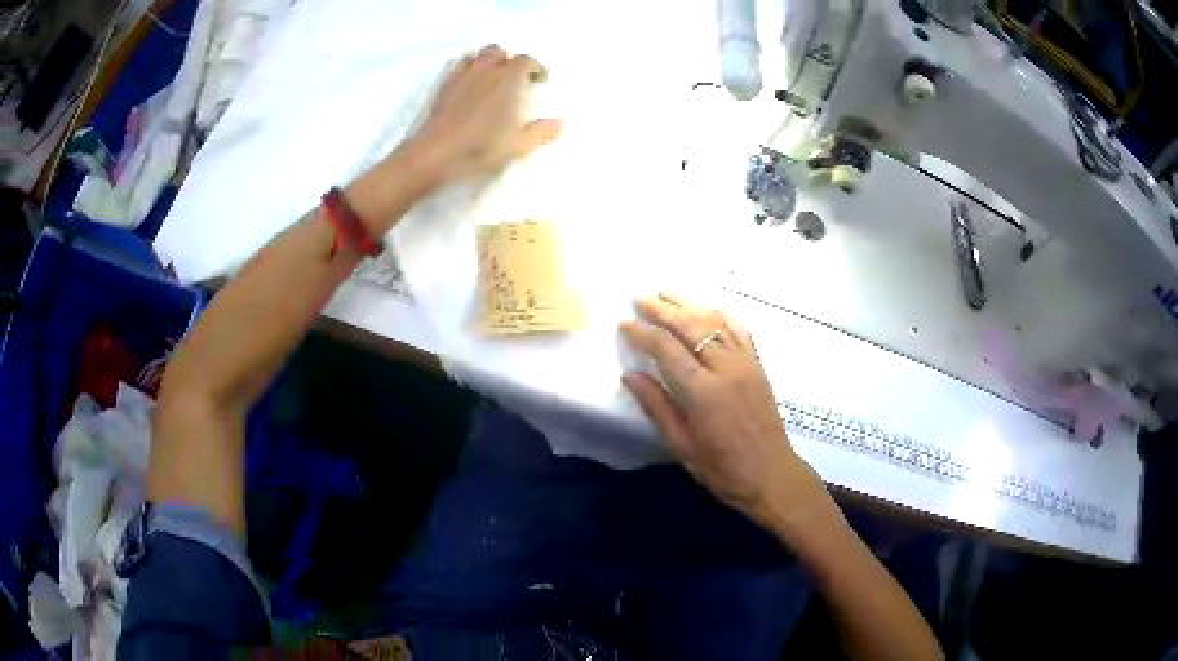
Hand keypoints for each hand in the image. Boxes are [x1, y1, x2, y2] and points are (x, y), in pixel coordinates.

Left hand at [413, 45, 561, 181]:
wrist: (436, 152)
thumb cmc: (482, 147)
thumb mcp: (519, 145)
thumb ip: (541, 132)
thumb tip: (559, 123)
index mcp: (510, 77)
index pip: (527, 61)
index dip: (536, 68)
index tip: (540, 79)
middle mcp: (487, 68)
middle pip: (501, 52)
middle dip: (509, 61)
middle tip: (514, 78)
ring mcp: (462, 74)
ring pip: (478, 55)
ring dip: (488, 61)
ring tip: (491, 78)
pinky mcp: (443, 84)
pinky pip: (458, 66)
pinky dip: (467, 69)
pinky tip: (468, 84)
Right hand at [619, 294, 826, 528]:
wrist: (770, 474)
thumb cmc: (722, 468)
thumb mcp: (681, 445)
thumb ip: (657, 406)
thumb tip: (631, 375)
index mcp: (702, 391)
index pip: (665, 348)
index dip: (642, 333)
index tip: (624, 324)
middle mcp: (725, 368)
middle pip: (690, 325)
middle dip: (663, 309)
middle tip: (640, 298)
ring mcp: (745, 363)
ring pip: (715, 320)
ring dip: (689, 304)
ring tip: (667, 293)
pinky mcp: (758, 365)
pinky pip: (740, 330)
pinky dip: (722, 314)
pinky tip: (709, 307)